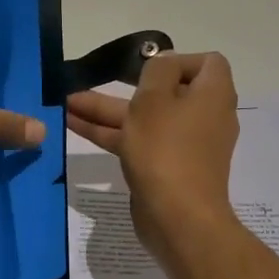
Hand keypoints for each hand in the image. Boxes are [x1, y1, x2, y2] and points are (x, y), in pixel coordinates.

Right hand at [66, 52, 239, 264]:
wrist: (177, 218)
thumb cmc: (166, 148)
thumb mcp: (155, 97)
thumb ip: (157, 70)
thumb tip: (164, 65)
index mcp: (212, 95)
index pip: (206, 63)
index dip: (176, 60)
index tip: (147, 70)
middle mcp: (204, 117)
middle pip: (165, 91)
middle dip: (122, 86)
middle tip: (90, 83)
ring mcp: (185, 145)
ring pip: (145, 119)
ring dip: (106, 110)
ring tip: (66, 104)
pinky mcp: (167, 169)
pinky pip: (140, 142)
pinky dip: (111, 133)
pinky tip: (75, 127)